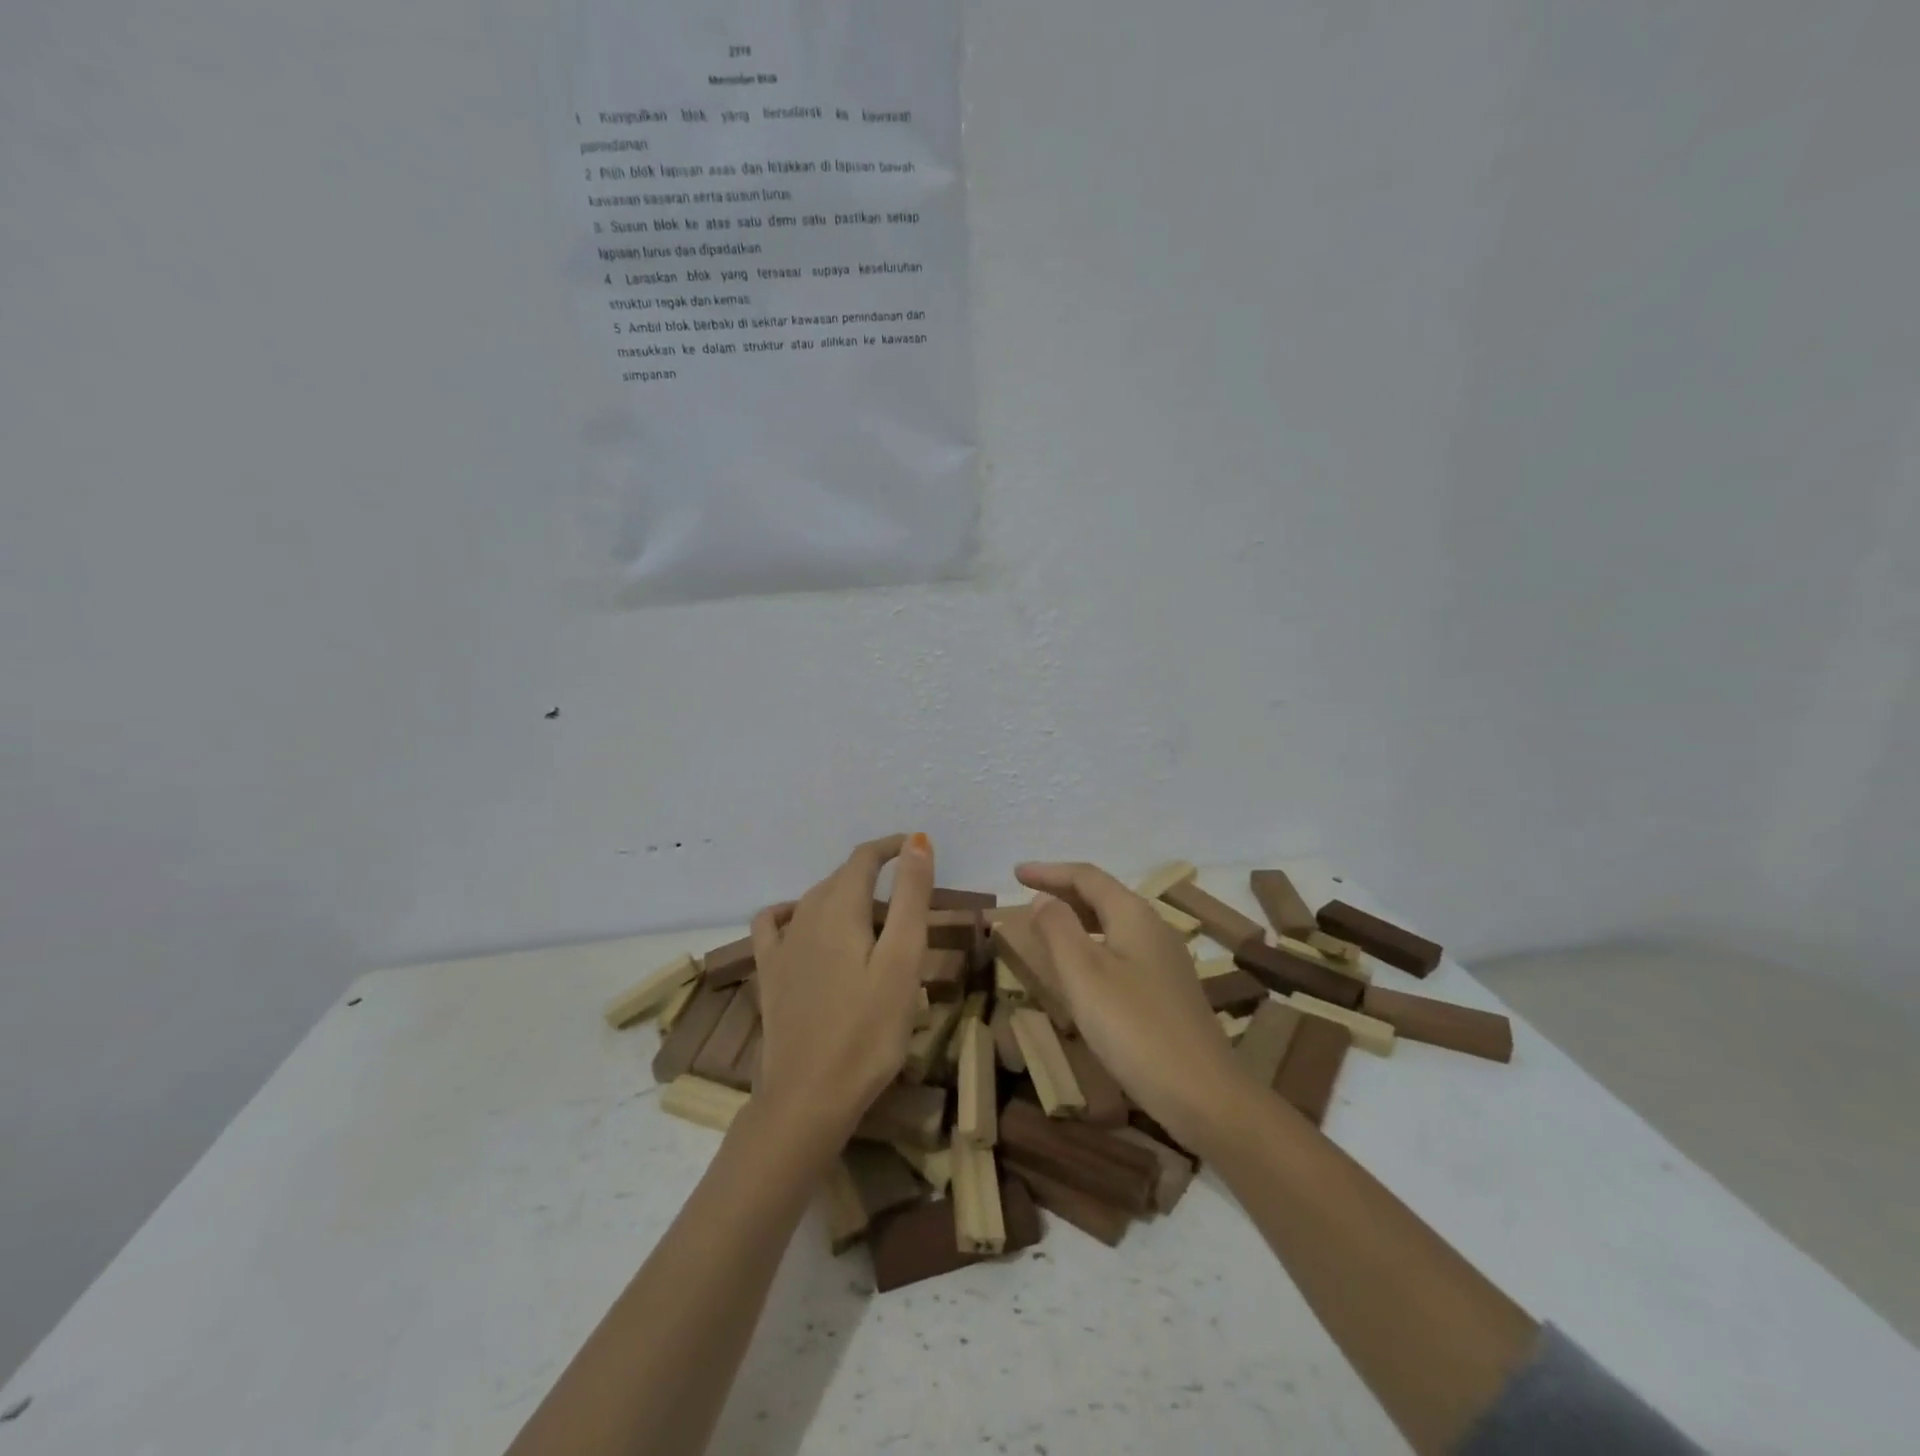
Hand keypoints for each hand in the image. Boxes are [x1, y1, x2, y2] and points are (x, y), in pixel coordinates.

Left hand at [749, 833, 934, 1147]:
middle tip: (909, 894)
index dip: (892, 847)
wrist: (808, 1096)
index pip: (865, 859)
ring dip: (844, 893)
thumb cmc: (868, 1030)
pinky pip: (775, 924)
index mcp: (840, 908)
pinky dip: (794, 911)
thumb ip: (911, 897)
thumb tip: (917, 842)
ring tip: (872, 913)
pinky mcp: (768, 974)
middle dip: (874, 873)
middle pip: (841, 878)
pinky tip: (802, 923)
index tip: (919, 848)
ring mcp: (781, 945)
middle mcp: (805, 915)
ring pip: (814, 899)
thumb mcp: (903, 960)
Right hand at [1014, 861, 1244, 1150]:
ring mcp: (1165, 961)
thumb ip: (1058, 929)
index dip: (1049, 872)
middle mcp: (1154, 928)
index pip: (1087, 877)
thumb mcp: (1084, 975)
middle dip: (1063, 891)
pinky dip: (1093, 945)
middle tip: (1027, 895)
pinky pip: (1122, 950)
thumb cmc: (1135, 1029)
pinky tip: (1082, 970)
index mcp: (1134, 915)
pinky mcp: (1168, 991)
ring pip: (1113, 924)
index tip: (1016, 873)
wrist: (1205, 1095)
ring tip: (1047, 927)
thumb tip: (1043, 899)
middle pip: (1103, 896)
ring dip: (1078, 919)